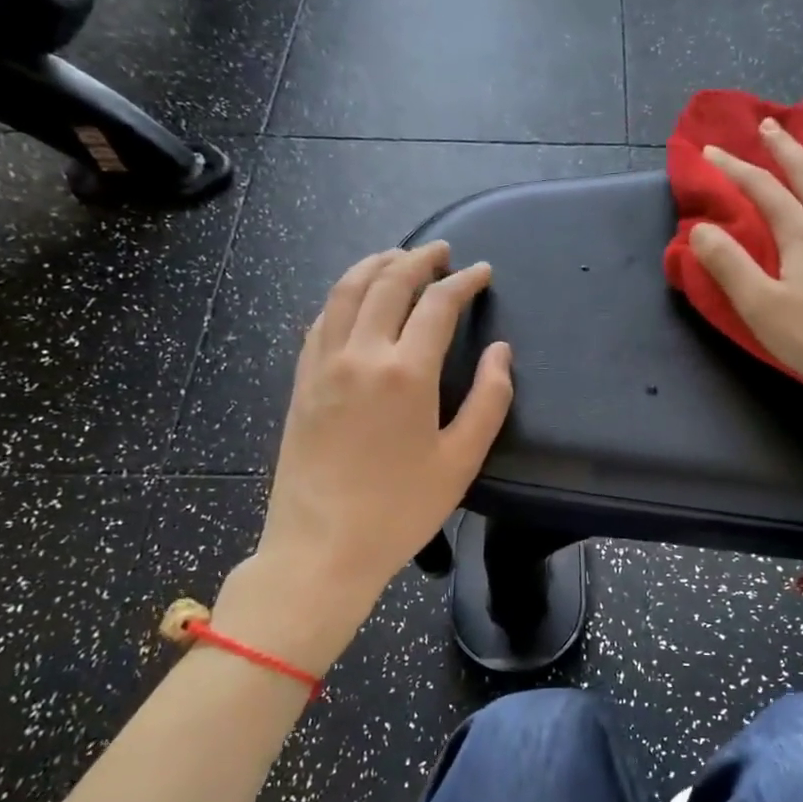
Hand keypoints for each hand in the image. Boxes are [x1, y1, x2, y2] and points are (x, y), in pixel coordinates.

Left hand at [230, 243, 512, 673]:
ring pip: (346, 292)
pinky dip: (342, 296)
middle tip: (441, 253)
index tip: (481, 272)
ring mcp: (323, 365)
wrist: (320, 548)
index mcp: (405, 372)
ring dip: (375, 265)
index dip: (463, 282)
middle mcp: (360, 354)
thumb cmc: (399, 509)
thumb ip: (489, 399)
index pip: (438, 304)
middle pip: (388, 284)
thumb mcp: (461, 460)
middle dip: (418, 260)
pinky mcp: (302, 382)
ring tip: (397, 257)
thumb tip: (500, 352)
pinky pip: (321, 319)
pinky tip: (353, 298)